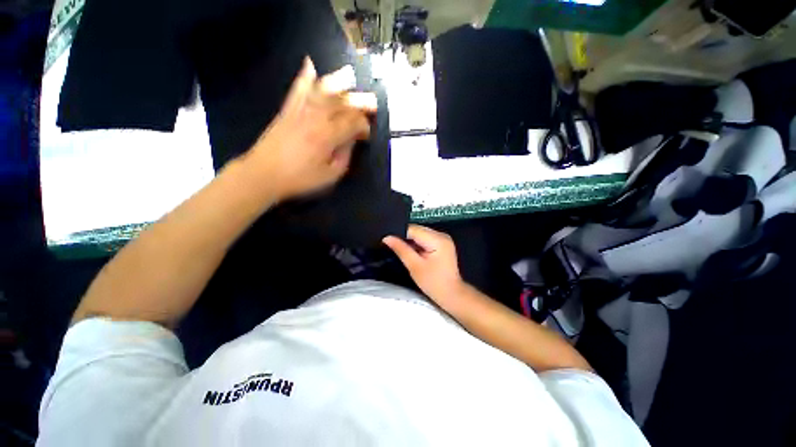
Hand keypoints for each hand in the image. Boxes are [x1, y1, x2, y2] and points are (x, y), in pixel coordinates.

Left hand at [248, 57, 376, 200]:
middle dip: (360, 101)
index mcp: (328, 136)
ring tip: (349, 75)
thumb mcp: (330, 175)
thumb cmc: (300, 179)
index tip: (367, 135)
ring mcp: (300, 111)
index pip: (353, 122)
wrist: (263, 174)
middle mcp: (315, 118)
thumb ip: (345, 156)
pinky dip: (304, 77)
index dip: (364, 126)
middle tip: (372, 103)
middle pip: (341, 102)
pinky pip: (297, 89)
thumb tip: (351, 141)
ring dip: (338, 82)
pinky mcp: (287, 111)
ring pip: (322, 90)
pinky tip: (310, 65)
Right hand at [383, 225, 464, 305]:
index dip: (399, 233)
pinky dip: (417, 245)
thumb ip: (400, 249)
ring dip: (410, 241)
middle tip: (392, 246)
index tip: (387, 240)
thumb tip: (387, 238)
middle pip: (417, 230)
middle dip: (405, 237)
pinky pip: (425, 239)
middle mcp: (441, 235)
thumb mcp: (414, 266)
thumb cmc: (434, 283)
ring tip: (401, 250)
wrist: (451, 295)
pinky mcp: (442, 244)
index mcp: (437, 239)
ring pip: (420, 234)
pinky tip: (412, 252)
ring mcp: (443, 239)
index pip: (413, 229)